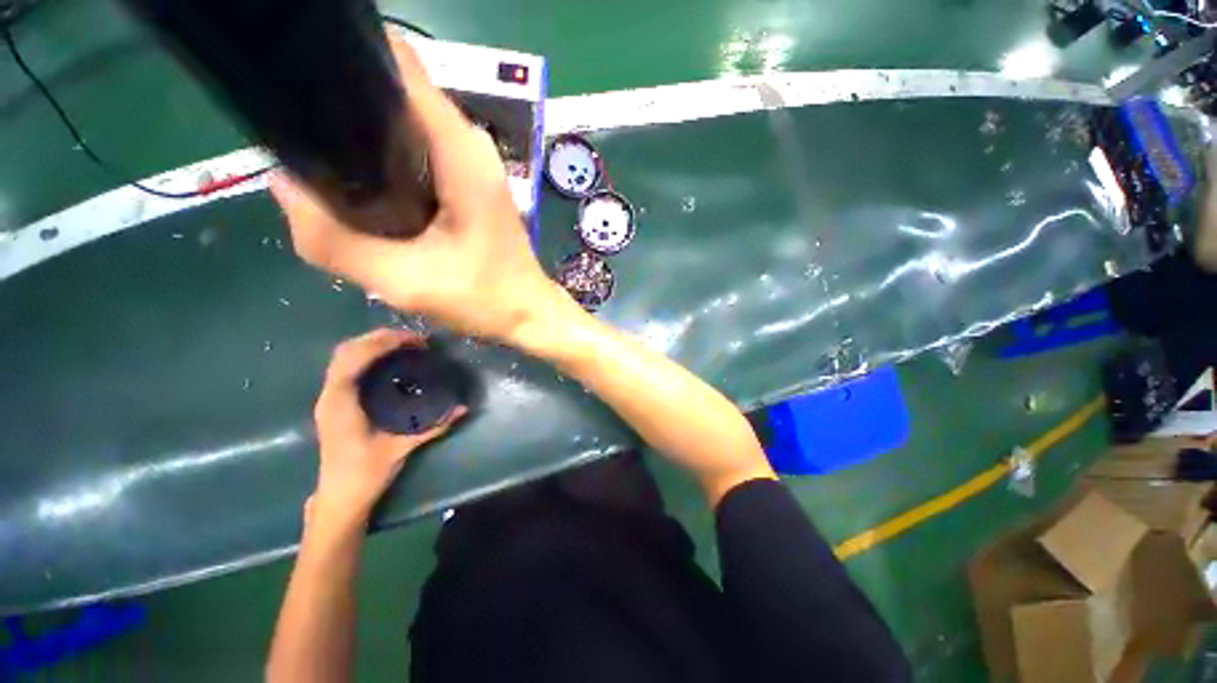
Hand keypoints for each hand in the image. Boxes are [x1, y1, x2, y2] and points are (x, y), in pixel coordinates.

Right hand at [270, 35, 562, 344]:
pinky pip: (417, 154)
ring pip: (404, 126)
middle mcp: (468, 144)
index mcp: (460, 149)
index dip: (348, 59)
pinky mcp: (469, 184)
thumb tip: (282, 184)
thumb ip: (334, 240)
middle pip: (395, 94)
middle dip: (346, 104)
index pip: (398, 64)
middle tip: (301, 135)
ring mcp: (471, 163)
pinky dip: (387, 162)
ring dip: (363, 137)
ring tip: (322, 159)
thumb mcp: (404, 279)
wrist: (528, 313)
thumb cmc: (483, 298)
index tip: (300, 78)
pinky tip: (363, 186)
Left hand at [309, 328, 465, 523]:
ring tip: (404, 343)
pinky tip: (388, 359)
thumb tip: (464, 408)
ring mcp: (328, 397)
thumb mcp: (402, 448)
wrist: (340, 496)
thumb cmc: (367, 473)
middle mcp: (329, 396)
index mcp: (341, 404)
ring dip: (372, 343)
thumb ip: (434, 426)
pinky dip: (366, 354)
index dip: (383, 343)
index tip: (415, 341)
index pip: (355, 359)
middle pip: (346, 350)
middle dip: (380, 337)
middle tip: (414, 339)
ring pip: (343, 356)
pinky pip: (346, 366)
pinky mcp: (333, 401)